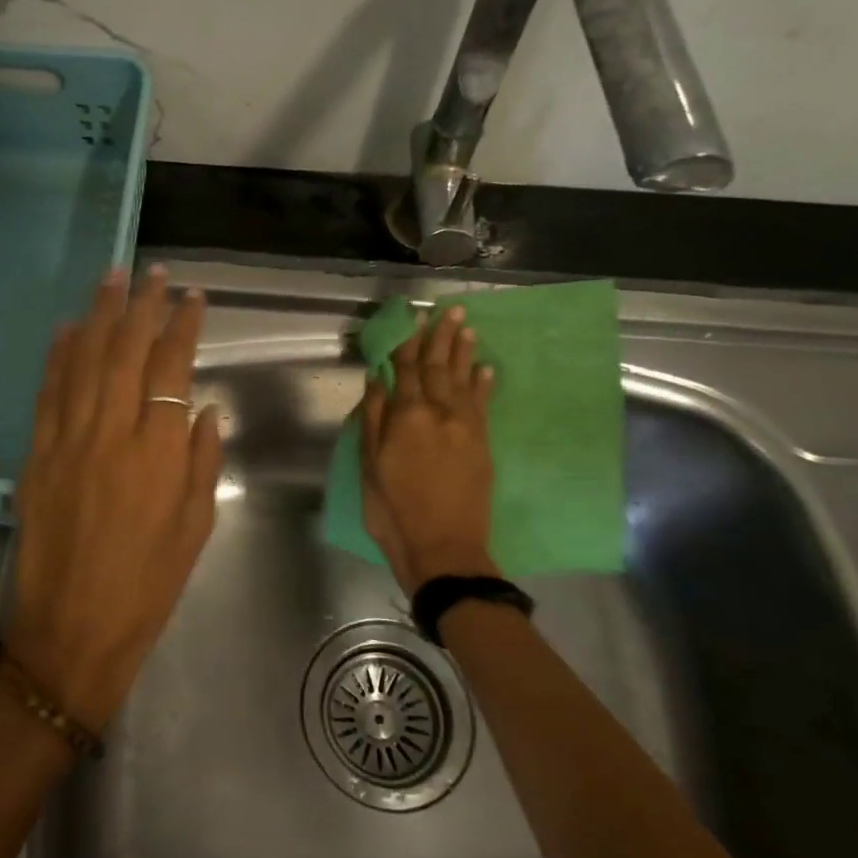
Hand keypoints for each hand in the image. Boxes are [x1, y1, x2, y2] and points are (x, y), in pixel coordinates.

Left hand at [5, 266, 223, 731]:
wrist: (71, 631)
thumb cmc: (147, 586)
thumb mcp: (195, 529)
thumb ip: (203, 463)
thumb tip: (204, 410)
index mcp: (159, 454)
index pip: (173, 369)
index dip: (183, 326)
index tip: (192, 297)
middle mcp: (112, 435)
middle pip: (126, 353)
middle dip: (142, 306)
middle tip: (152, 271)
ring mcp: (68, 441)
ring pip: (85, 362)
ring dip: (100, 315)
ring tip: (111, 278)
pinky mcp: (36, 455)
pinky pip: (48, 394)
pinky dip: (58, 356)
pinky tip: (67, 328)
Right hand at [360, 305, 497, 595]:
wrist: (444, 549)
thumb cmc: (394, 511)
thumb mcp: (370, 467)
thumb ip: (374, 420)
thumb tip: (376, 379)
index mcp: (406, 417)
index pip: (406, 369)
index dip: (407, 342)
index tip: (412, 317)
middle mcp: (438, 413)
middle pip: (438, 367)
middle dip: (441, 337)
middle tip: (450, 309)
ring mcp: (465, 427)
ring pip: (463, 380)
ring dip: (464, 351)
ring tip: (467, 326)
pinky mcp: (483, 444)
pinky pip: (483, 405)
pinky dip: (484, 384)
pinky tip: (486, 367)